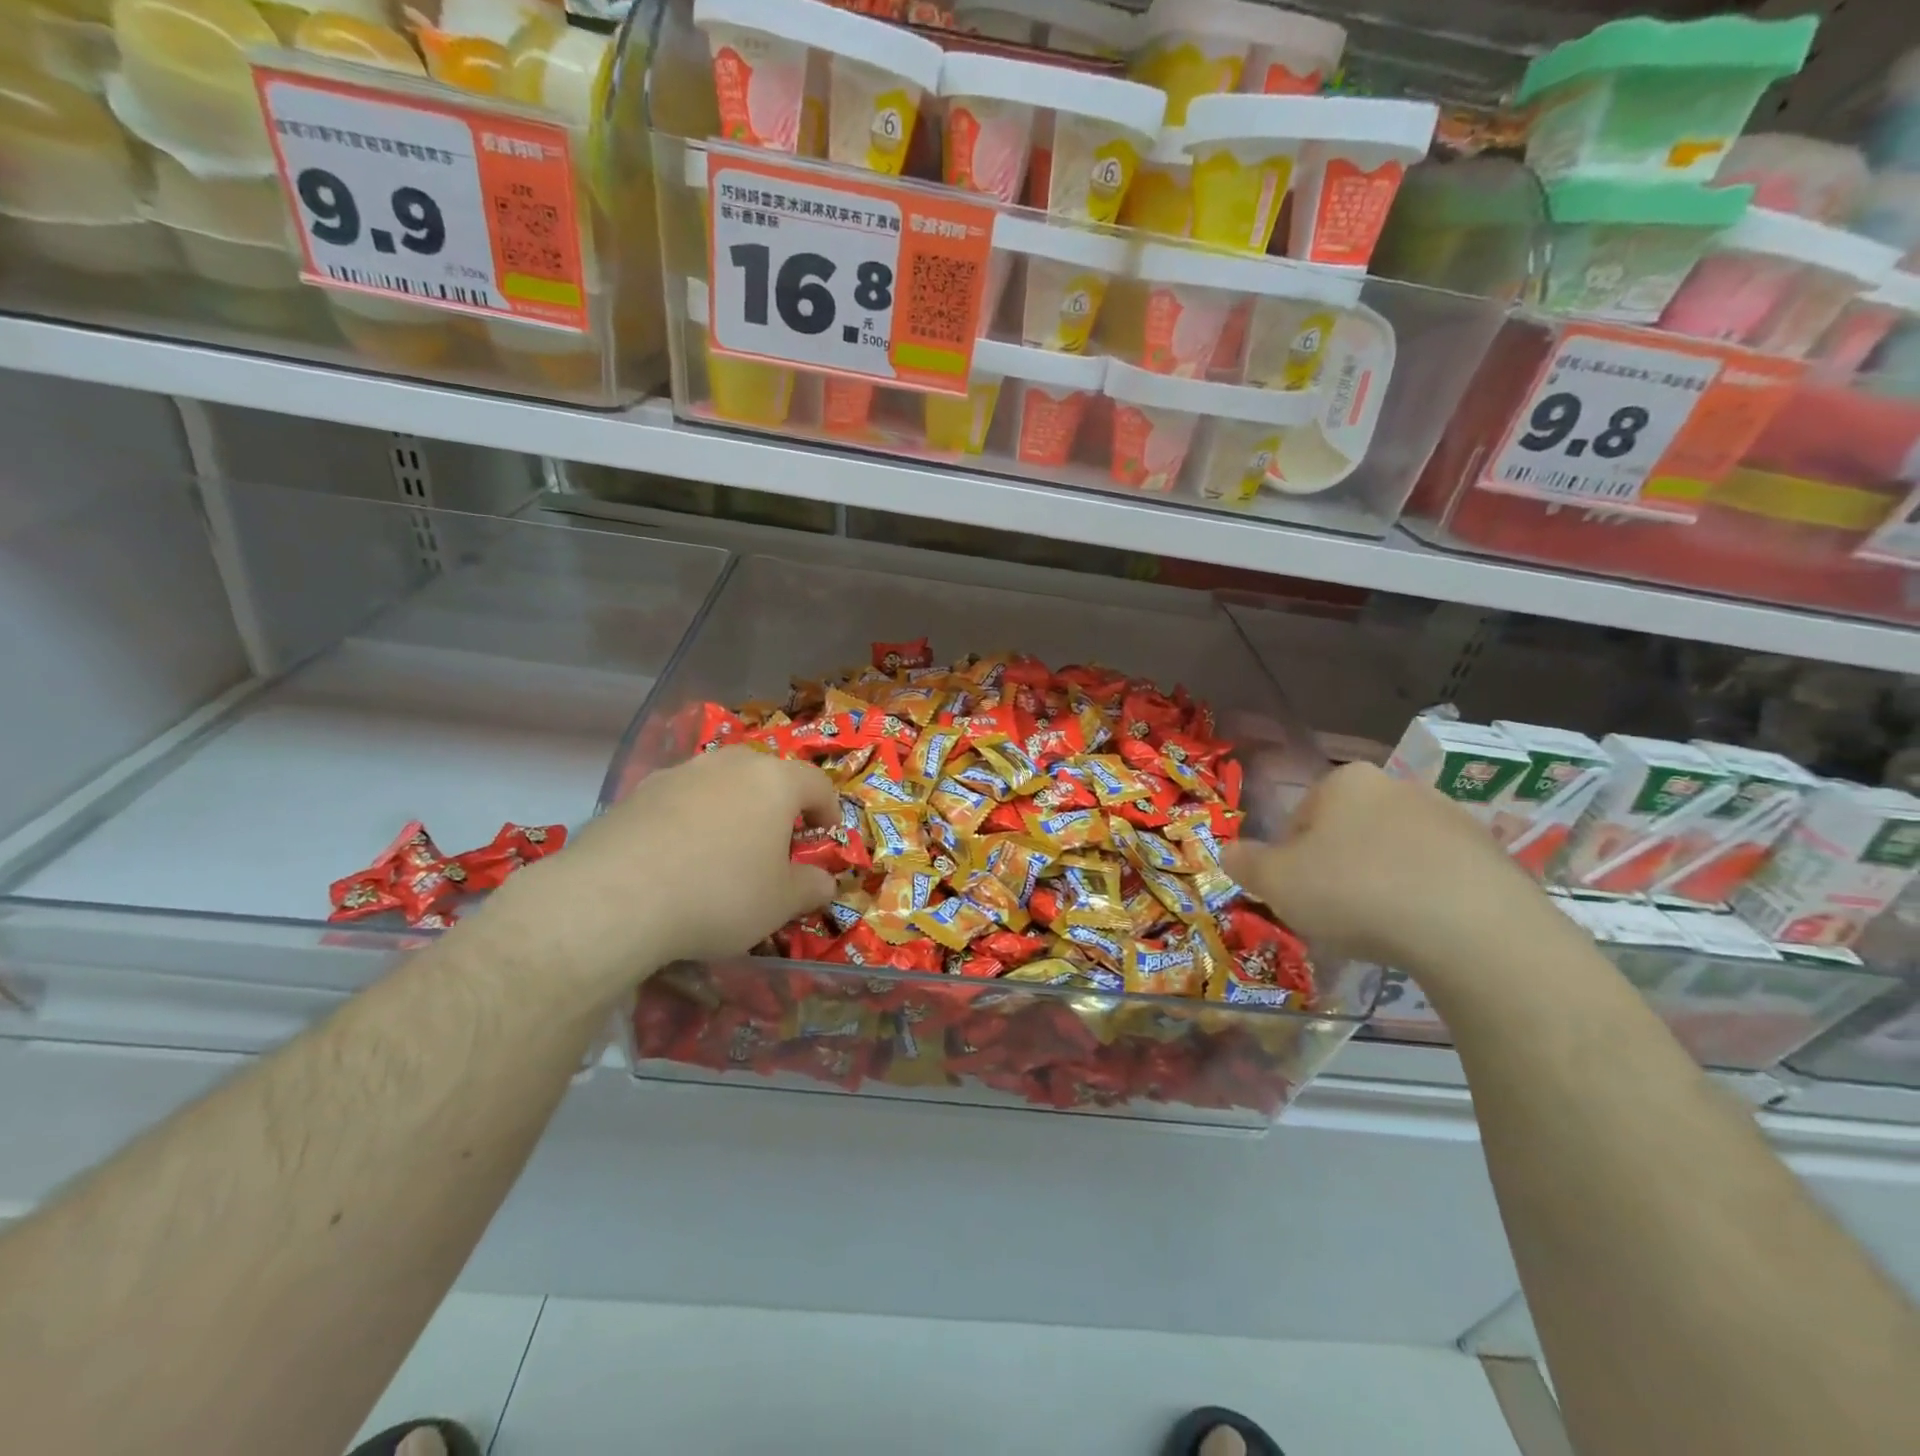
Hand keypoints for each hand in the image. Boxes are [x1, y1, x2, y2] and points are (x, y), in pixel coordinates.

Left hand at [480, 747, 838, 1001]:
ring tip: (724, 849)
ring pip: (719, 782)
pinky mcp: (637, 792)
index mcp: (775, 781)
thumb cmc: (720, 894)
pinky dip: (690, 819)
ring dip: (731, 808)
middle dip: (777, 804)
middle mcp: (729, 764)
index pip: (817, 783)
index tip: (826, 835)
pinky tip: (678, 857)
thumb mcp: (780, 903)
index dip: (828, 809)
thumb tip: (824, 882)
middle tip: (776, 841)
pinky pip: (679, 800)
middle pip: (766, 774)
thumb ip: (810, 887)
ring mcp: (680, 773)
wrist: (616, 898)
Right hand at [1221, 762, 1571, 984]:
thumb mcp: (1276, 882)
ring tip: (1379, 929)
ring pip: (1395, 852)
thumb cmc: (1355, 891)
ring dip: (1381, 882)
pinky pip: (1439, 877)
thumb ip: (1246, 863)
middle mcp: (1399, 787)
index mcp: (1345, 782)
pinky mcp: (1493, 857)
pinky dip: (1424, 899)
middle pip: (1349, 831)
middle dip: (1337, 866)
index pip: (1300, 816)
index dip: (1290, 857)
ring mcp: (1452, 819)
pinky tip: (1420, 933)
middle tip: (1332, 912)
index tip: (1296, 893)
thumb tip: (1228, 851)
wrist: (1473, 929)